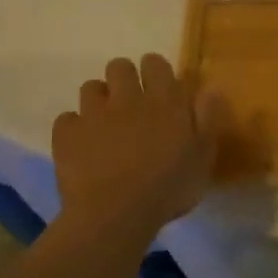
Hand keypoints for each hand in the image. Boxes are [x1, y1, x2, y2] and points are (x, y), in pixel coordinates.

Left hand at [52, 54, 221, 238]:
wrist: (116, 214)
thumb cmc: (168, 187)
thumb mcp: (203, 156)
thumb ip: (207, 119)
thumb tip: (210, 88)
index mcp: (164, 101)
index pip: (155, 63)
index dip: (155, 71)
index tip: (159, 87)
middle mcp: (127, 98)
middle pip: (119, 66)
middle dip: (124, 78)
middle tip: (132, 103)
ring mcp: (94, 115)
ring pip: (91, 87)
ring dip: (99, 100)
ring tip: (106, 123)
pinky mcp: (67, 135)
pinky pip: (67, 119)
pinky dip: (74, 127)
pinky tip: (82, 145)